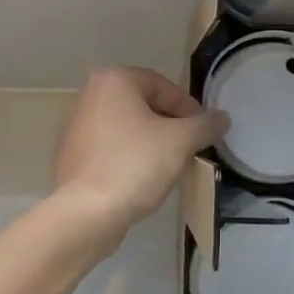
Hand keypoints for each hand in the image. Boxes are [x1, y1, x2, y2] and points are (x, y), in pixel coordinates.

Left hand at [52, 67, 227, 241]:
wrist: (86, 213)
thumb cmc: (134, 165)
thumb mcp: (180, 141)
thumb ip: (205, 125)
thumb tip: (222, 117)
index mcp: (113, 80)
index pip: (163, 86)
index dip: (189, 108)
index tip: (203, 131)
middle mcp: (89, 94)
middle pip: (143, 104)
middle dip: (169, 125)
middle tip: (189, 147)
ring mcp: (75, 125)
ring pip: (126, 127)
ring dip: (150, 141)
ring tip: (169, 165)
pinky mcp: (71, 154)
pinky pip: (109, 147)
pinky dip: (128, 156)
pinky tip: (142, 178)